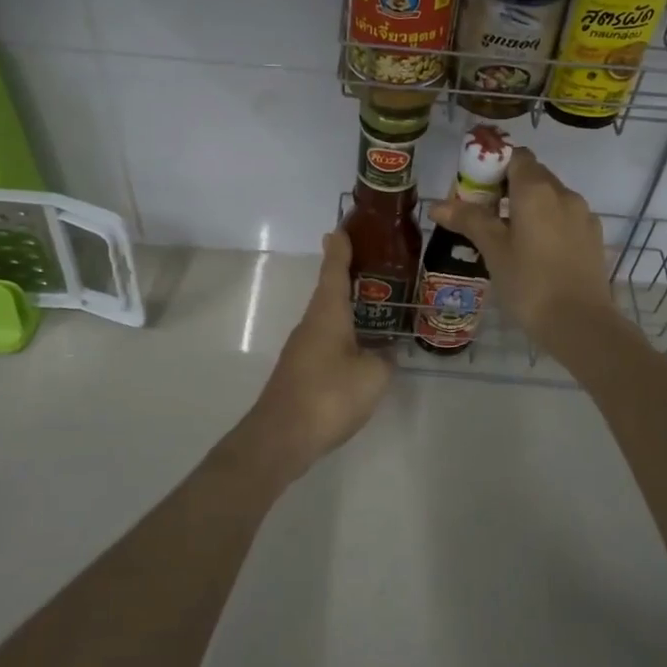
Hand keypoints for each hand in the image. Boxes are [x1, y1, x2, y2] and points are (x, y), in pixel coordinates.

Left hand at [233, 229, 392, 480]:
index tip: (341, 228)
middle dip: (348, 276)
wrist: (281, 437)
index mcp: (327, 314)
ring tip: (375, 305)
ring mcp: (302, 348)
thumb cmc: (329, 396)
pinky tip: (361, 347)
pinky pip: (327, 340)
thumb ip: (384, 359)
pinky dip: (344, 333)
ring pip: (328, 317)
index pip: (334, 270)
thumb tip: (385, 352)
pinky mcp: (301, 370)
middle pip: (329, 291)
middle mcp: (311, 323)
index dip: (340, 249)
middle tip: (375, 265)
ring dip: (347, 307)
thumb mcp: (372, 376)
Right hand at [429, 147, 622, 354]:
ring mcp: (583, 215)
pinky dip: (547, 224)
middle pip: (533, 175)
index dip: (493, 164)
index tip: (475, 187)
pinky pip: (565, 218)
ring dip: (528, 206)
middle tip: (484, 214)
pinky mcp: (593, 238)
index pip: (515, 156)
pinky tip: (535, 252)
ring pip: (551, 198)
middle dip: (508, 187)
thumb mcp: (493, 251)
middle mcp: (564, 193)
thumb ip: (469, 220)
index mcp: (537, 189)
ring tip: (508, 236)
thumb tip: (437, 205)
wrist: (581, 324)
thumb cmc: (529, 284)